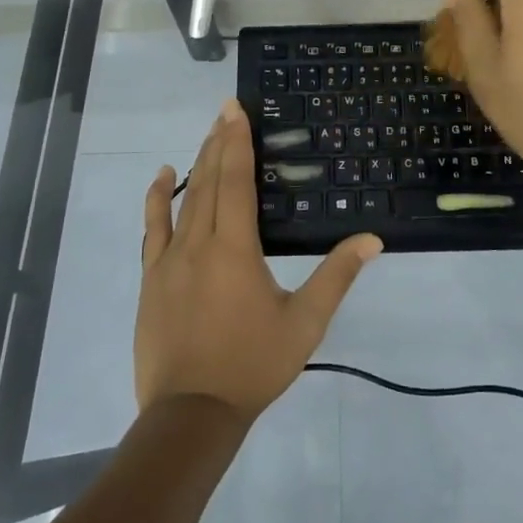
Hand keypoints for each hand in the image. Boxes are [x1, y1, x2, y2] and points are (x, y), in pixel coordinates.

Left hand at [137, 99, 382, 421]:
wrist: (191, 412)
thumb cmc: (252, 365)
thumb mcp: (304, 323)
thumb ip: (336, 277)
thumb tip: (371, 240)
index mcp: (235, 248)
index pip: (236, 182)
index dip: (238, 143)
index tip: (236, 110)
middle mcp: (199, 243)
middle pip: (210, 181)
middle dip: (219, 142)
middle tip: (226, 110)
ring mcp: (169, 259)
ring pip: (184, 199)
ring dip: (197, 163)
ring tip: (207, 134)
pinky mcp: (151, 277)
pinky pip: (153, 228)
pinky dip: (157, 199)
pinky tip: (164, 177)